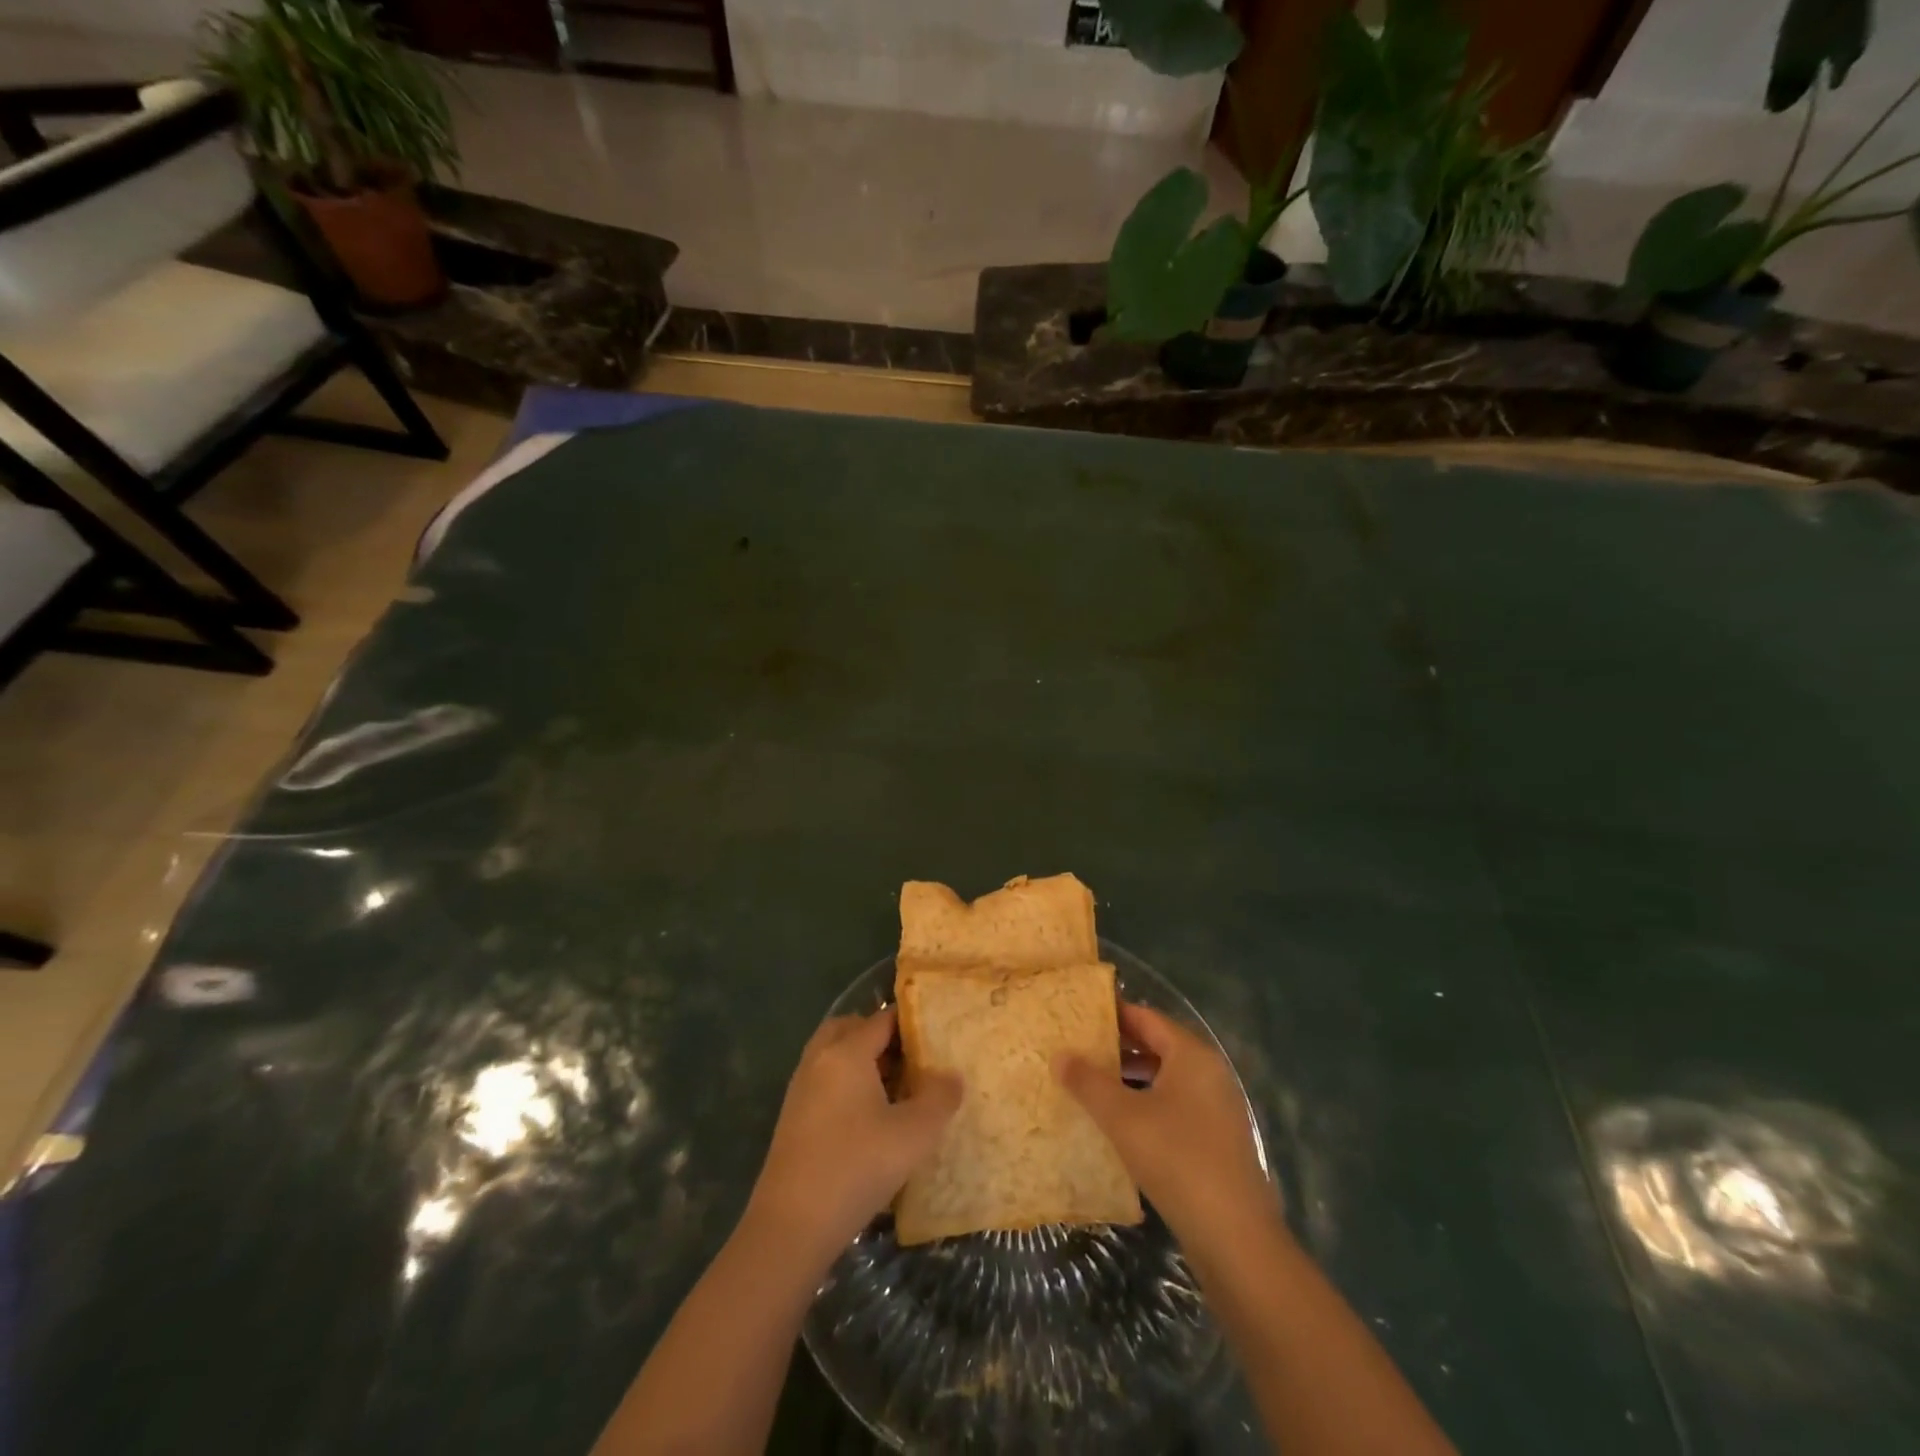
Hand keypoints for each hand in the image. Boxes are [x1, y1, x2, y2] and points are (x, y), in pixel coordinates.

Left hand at [748, 1008, 960, 1265]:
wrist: (792, 1225)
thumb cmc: (856, 1167)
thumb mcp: (914, 1134)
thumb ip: (939, 1098)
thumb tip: (952, 1076)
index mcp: (847, 1052)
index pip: (882, 1018)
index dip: (911, 1023)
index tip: (938, 1036)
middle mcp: (820, 1059)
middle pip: (851, 1028)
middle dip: (881, 1037)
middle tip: (911, 1060)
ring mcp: (801, 1088)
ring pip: (834, 1055)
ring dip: (862, 1061)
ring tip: (895, 1090)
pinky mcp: (793, 1117)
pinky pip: (825, 1080)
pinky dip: (846, 1084)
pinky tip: (869, 1118)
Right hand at [1056, 1003, 1273, 1247]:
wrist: (1234, 1237)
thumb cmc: (1176, 1158)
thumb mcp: (1122, 1116)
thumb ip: (1088, 1082)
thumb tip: (1059, 1054)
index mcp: (1192, 1055)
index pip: (1146, 1018)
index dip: (1112, 1014)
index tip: (1078, 1015)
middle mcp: (1210, 1073)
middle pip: (1158, 1046)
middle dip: (1118, 1047)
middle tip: (1078, 1048)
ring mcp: (1218, 1109)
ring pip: (1166, 1079)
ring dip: (1131, 1079)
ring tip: (1091, 1084)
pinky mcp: (1218, 1141)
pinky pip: (1176, 1107)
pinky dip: (1147, 1105)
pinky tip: (1120, 1124)